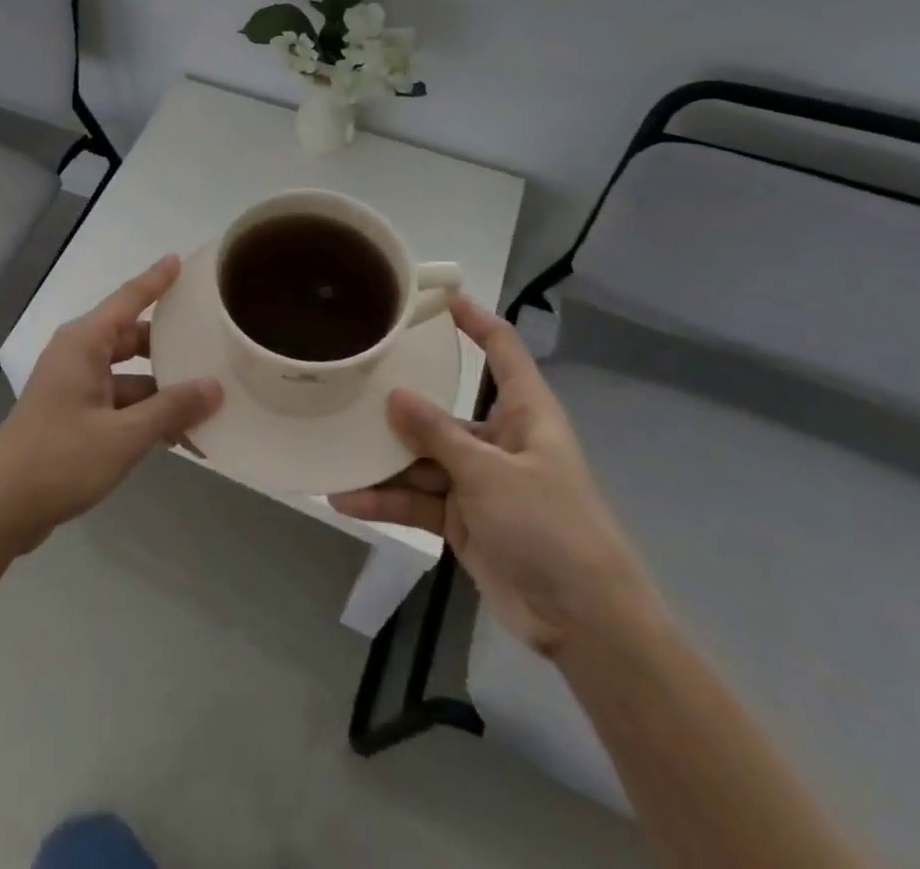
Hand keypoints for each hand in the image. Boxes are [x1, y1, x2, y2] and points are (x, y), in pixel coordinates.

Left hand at [0, 256, 222, 556]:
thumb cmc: (59, 459)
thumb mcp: (123, 436)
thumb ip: (171, 409)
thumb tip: (215, 386)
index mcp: (84, 343)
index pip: (128, 299)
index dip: (156, 280)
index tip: (180, 260)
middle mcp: (78, 356)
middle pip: (133, 339)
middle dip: (170, 346)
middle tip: (213, 345)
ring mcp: (74, 387)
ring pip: (129, 376)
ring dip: (162, 391)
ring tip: (209, 402)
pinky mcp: (73, 416)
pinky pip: (118, 403)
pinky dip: (144, 414)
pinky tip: (178, 435)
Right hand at [330, 296, 660, 657]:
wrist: (584, 622)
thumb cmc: (551, 527)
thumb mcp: (490, 473)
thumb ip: (437, 433)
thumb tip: (394, 395)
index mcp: (524, 413)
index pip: (501, 349)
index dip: (474, 319)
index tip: (435, 296)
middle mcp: (498, 440)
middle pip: (443, 410)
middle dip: (400, 403)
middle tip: (352, 381)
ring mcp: (478, 481)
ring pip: (421, 458)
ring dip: (383, 460)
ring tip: (334, 448)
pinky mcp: (462, 518)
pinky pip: (417, 499)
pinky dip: (385, 499)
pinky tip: (346, 498)